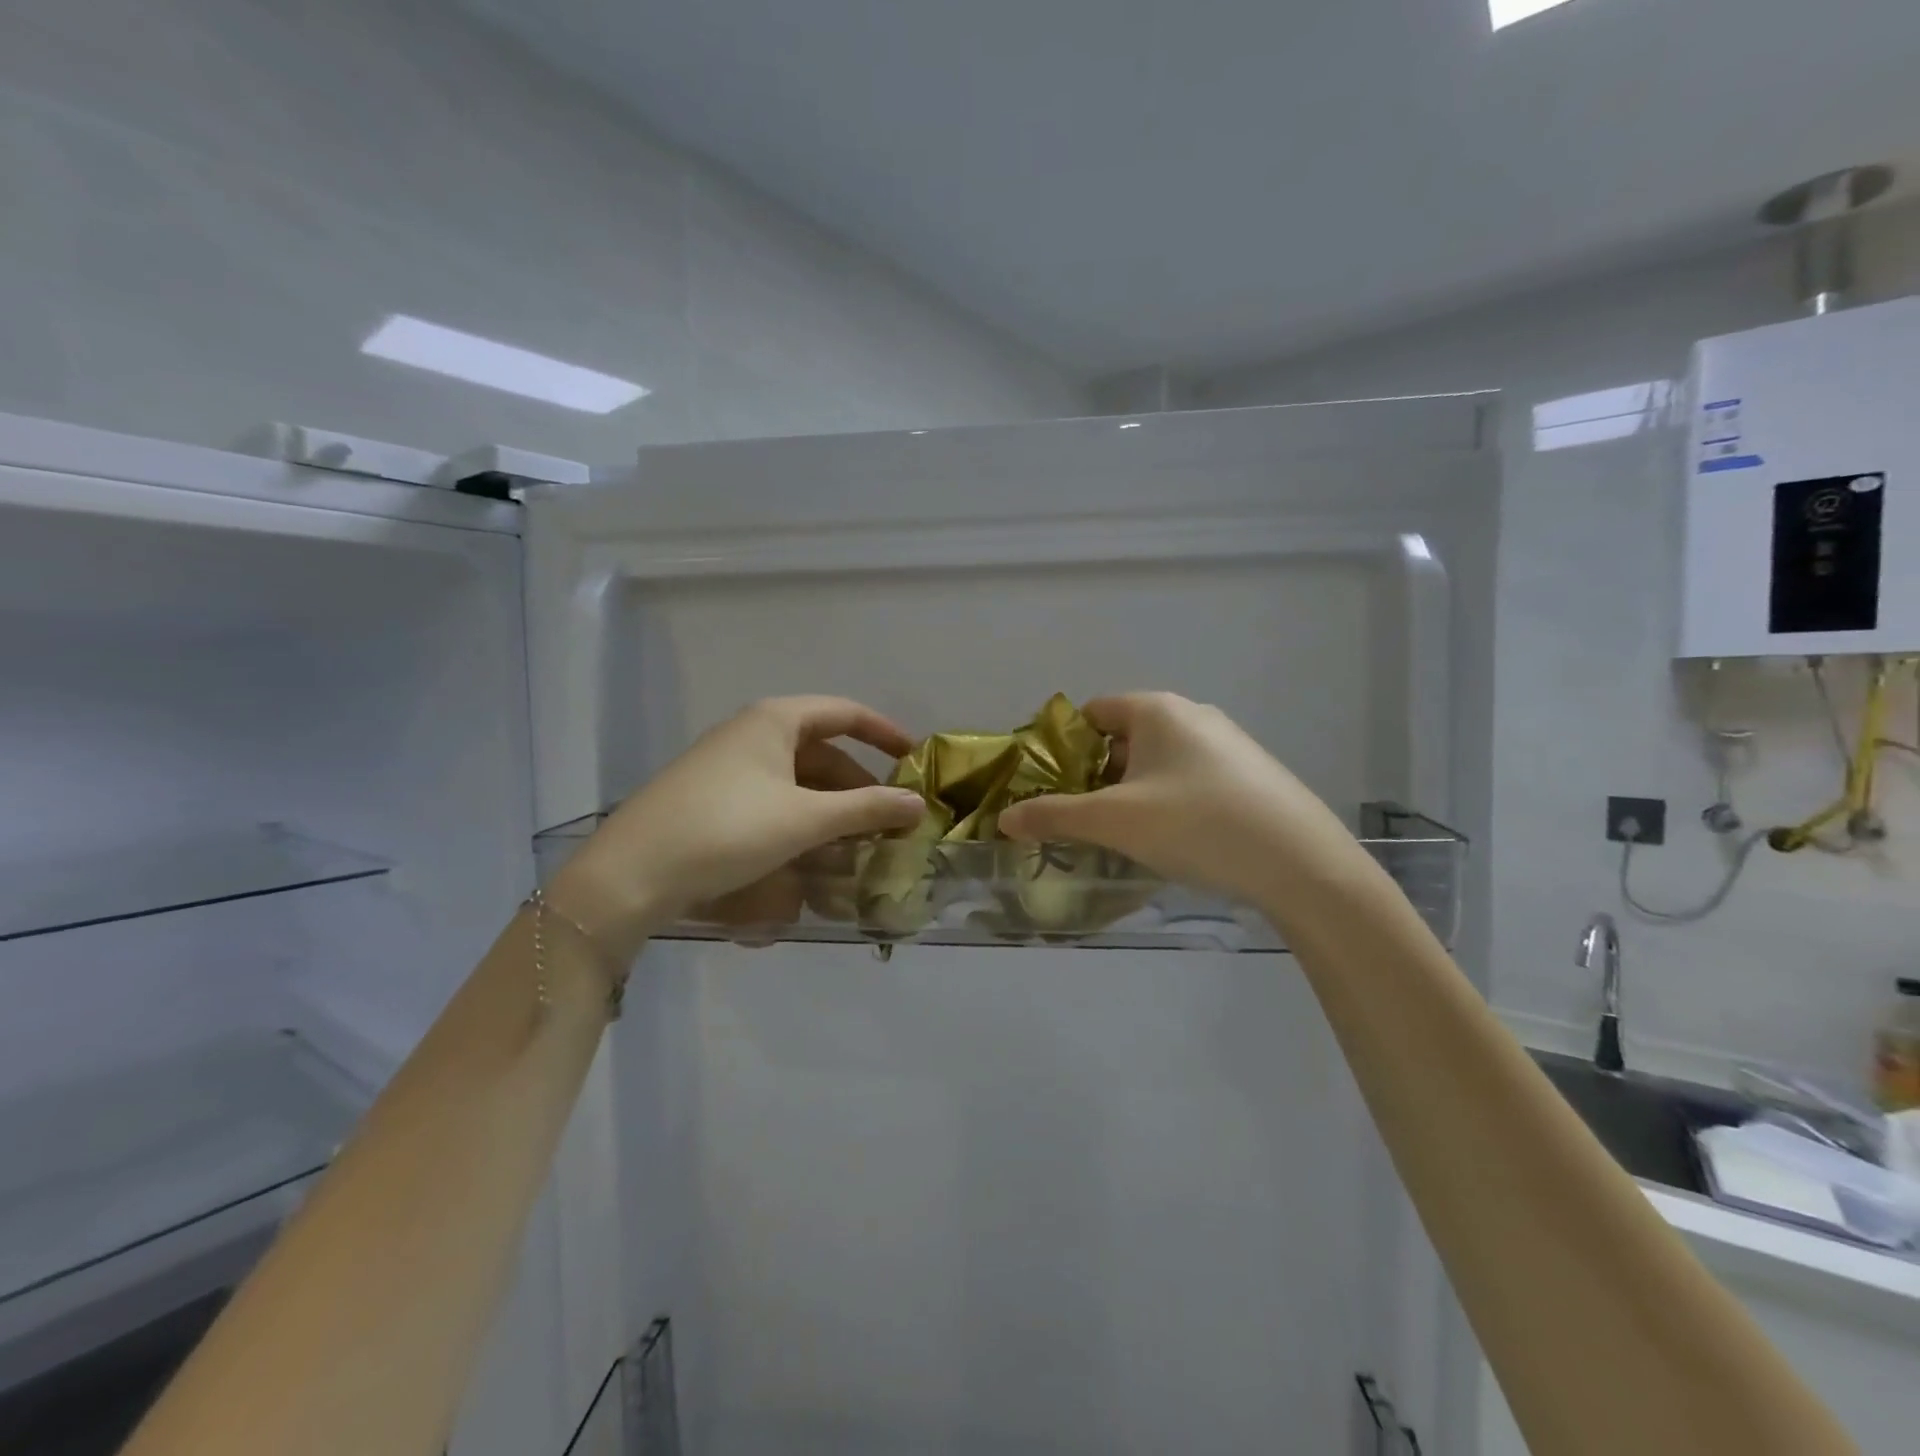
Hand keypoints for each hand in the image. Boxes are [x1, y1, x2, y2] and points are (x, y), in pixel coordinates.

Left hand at [549, 697, 924, 959]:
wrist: (631, 873)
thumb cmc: (728, 830)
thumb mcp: (806, 820)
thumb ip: (866, 809)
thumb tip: (918, 803)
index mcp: (775, 720)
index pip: (845, 713)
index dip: (884, 733)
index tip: (914, 759)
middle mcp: (751, 733)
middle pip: (822, 751)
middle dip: (858, 785)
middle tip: (888, 819)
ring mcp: (727, 765)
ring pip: (796, 780)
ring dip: (830, 808)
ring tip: (855, 844)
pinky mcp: (711, 798)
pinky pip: (771, 799)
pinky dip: (799, 820)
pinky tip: (810, 854)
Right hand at [995, 693, 1365, 914]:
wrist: (1302, 864)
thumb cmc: (1197, 825)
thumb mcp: (1115, 822)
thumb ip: (1055, 816)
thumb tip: (1005, 818)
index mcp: (1157, 710)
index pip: (1092, 712)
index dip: (1062, 746)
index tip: (1047, 785)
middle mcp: (1192, 714)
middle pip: (1123, 737)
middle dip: (1095, 774)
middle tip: (1078, 816)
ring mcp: (1227, 744)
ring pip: (1157, 761)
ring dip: (1130, 791)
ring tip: (1120, 834)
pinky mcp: (1250, 775)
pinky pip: (1190, 778)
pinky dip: (1167, 800)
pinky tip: (1172, 840)